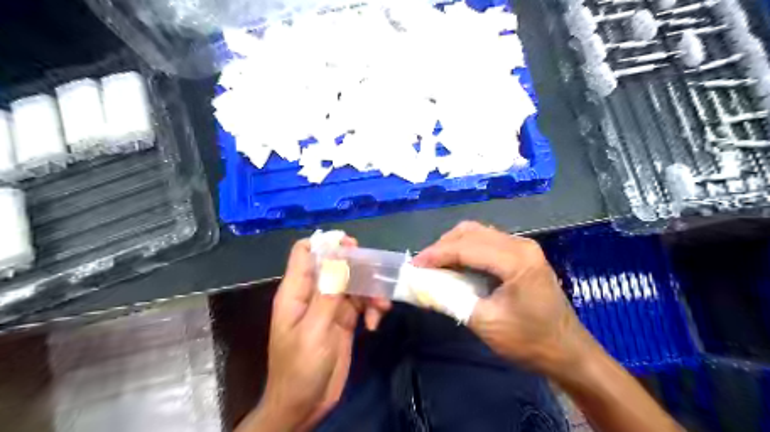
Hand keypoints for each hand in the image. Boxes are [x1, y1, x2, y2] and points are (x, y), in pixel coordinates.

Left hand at [239, 237, 391, 429]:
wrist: (305, 406)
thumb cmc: (300, 368)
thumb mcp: (314, 330)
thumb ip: (328, 292)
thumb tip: (338, 255)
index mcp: (296, 291)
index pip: (305, 252)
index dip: (326, 243)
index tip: (350, 245)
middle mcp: (314, 293)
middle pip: (335, 263)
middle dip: (357, 266)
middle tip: (377, 272)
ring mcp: (331, 306)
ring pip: (353, 282)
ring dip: (370, 291)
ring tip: (382, 307)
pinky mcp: (345, 319)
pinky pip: (362, 303)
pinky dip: (371, 309)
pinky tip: (375, 324)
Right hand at [415, 222, 590, 376]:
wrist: (568, 352)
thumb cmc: (529, 341)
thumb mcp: (485, 323)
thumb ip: (451, 300)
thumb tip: (422, 286)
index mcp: (516, 260)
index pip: (466, 247)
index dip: (436, 254)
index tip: (414, 266)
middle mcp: (521, 245)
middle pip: (471, 232)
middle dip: (443, 246)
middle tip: (424, 265)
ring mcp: (523, 247)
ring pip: (478, 233)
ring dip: (453, 245)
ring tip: (436, 264)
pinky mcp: (522, 254)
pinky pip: (487, 241)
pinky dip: (466, 249)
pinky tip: (456, 264)